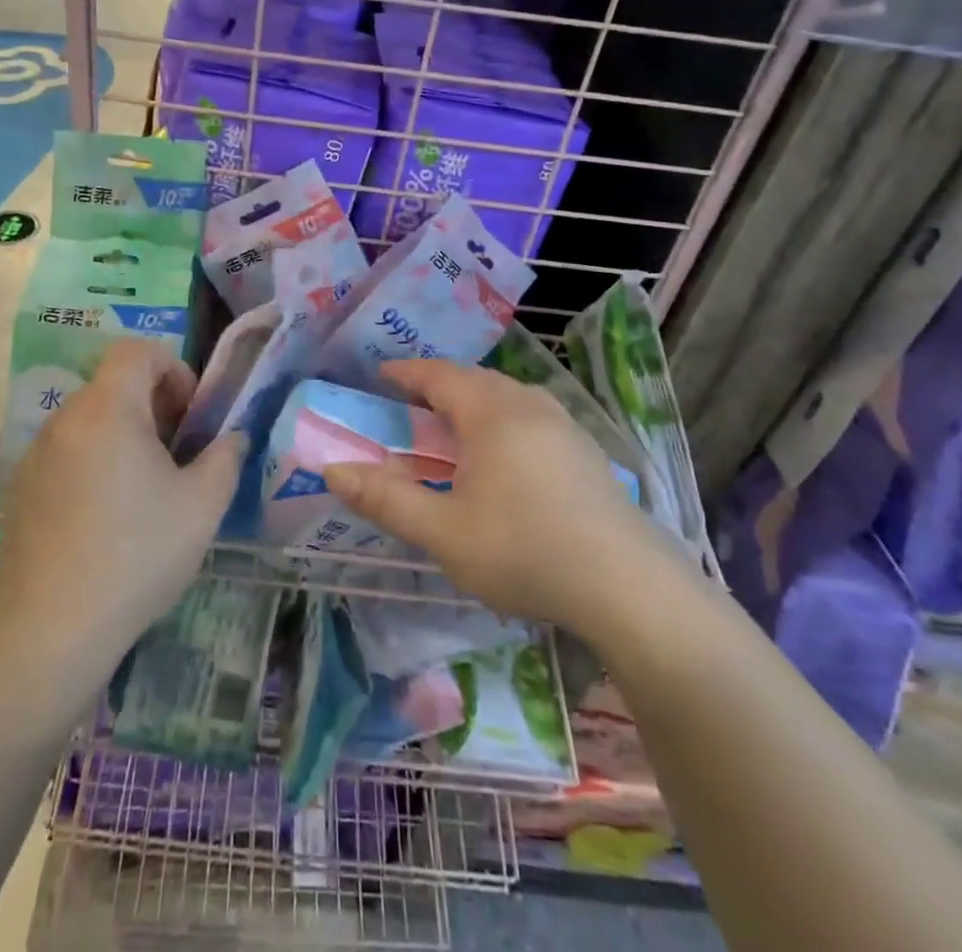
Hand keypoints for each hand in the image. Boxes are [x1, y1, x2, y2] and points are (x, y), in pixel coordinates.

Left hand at [0, 339, 242, 661]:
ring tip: (145, 487)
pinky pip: (67, 450)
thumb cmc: (137, 554)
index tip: (189, 415)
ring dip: (124, 433)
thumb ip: (225, 456)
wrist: (53, 629)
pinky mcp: (22, 487)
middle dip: (153, 404)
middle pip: (114, 384)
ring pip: (90, 419)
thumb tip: (231, 437)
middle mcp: (65, 418)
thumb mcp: (203, 504)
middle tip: (177, 453)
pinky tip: (106, 515)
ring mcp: (36, 453)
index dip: (172, 368)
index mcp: (107, 409)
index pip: (136, 351)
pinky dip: (94, 459)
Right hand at [323, 359, 671, 628]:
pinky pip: (531, 415)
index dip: (406, 372)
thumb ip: (385, 499)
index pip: (439, 375)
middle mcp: (528, 405)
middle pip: (474, 379)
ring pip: (507, 396)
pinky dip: (502, 418)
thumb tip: (332, 470)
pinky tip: (504, 455)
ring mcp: (564, 425)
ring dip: (473, 400)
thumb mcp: (444, 532)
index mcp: (491, 413)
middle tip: (410, 403)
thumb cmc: (526, 551)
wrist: (629, 588)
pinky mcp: (586, 451)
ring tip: (453, 426)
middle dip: (438, 385)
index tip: (380, 375)